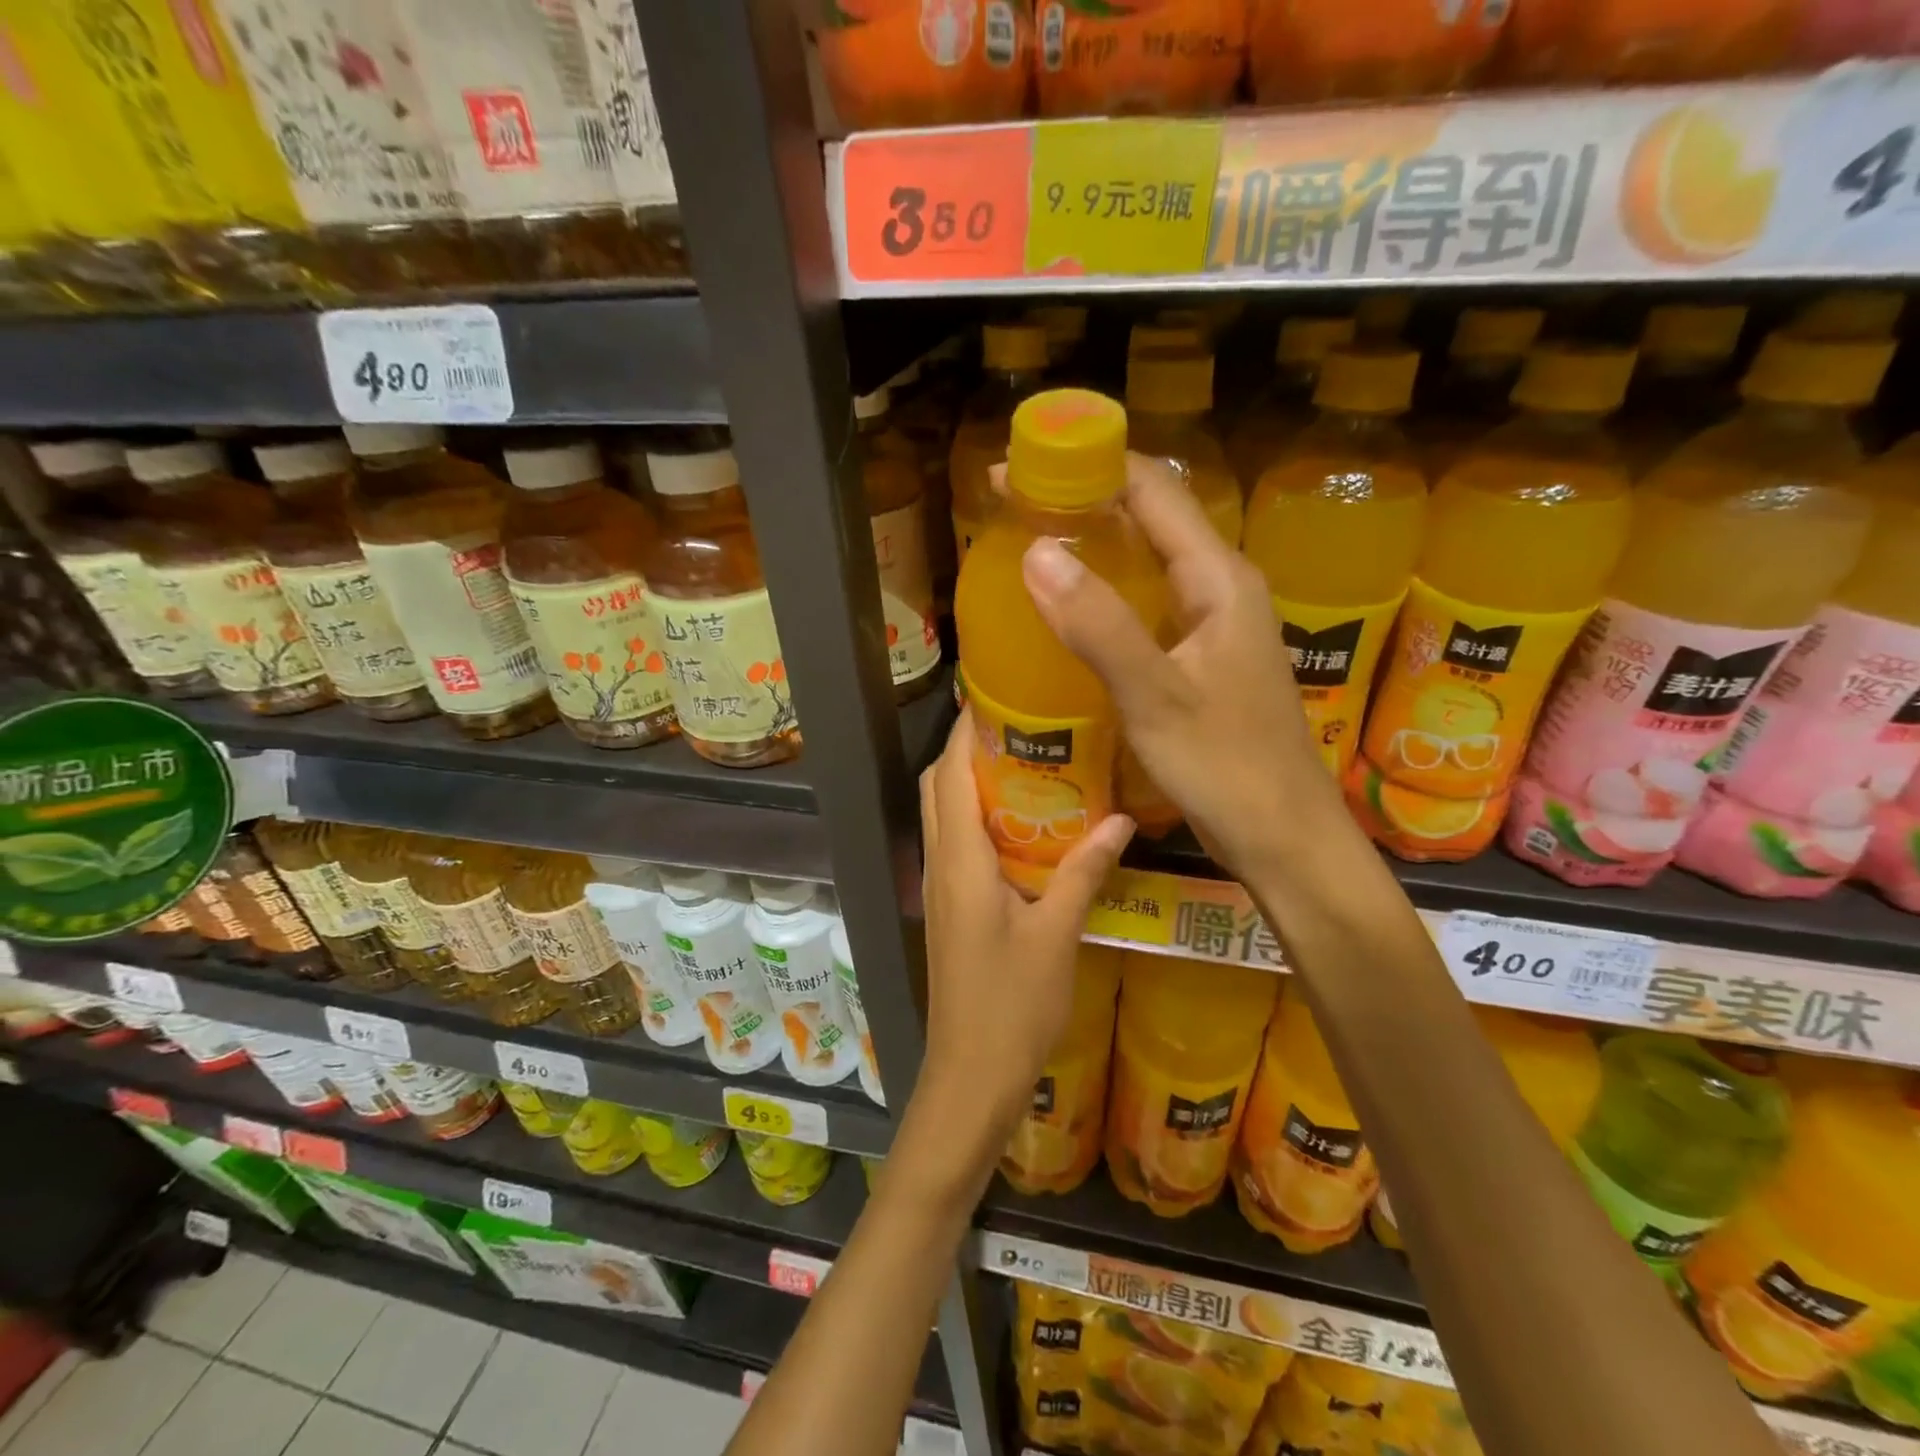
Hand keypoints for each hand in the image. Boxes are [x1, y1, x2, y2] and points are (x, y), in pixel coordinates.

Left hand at [909, 708, 1133, 1178]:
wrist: (971, 1075)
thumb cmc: (1012, 1005)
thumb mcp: (1057, 934)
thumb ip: (1085, 872)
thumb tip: (1121, 820)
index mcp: (960, 860)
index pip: (950, 774)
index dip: (967, 730)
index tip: (1002, 698)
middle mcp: (940, 863)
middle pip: (939, 786)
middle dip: (969, 749)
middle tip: (1025, 728)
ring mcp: (940, 887)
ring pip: (944, 814)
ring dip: (972, 782)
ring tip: (1029, 764)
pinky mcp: (949, 908)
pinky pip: (956, 844)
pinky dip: (978, 818)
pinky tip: (1025, 826)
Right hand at [1018, 453, 1342, 880]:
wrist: (1284, 839)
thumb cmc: (1227, 768)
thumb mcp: (1156, 697)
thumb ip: (1099, 625)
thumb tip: (1036, 551)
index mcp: (1219, 579)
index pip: (1152, 490)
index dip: (1086, 466)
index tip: (1015, 468)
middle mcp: (1221, 589)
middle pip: (1150, 518)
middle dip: (1083, 501)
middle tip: (1012, 507)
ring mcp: (1214, 625)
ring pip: (1148, 562)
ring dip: (1094, 546)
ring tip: (1030, 547)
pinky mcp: (1202, 659)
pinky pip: (1148, 605)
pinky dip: (1106, 594)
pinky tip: (1071, 613)